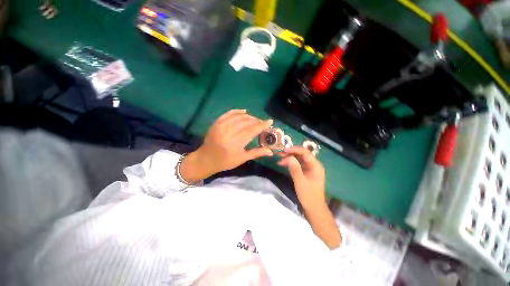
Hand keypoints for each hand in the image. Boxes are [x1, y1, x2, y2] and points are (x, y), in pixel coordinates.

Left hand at [180, 109, 273, 182]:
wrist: (206, 159)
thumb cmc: (225, 161)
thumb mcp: (242, 159)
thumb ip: (256, 153)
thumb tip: (271, 152)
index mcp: (235, 143)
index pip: (251, 131)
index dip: (262, 125)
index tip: (270, 121)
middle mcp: (228, 133)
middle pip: (246, 122)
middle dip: (256, 120)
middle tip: (262, 122)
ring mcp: (221, 126)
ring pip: (238, 117)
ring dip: (249, 116)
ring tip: (255, 119)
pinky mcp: (216, 123)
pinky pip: (228, 113)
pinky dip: (237, 111)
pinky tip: (244, 111)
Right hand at [278, 146, 325, 209]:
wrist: (314, 208)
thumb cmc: (308, 195)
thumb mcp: (300, 181)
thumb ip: (295, 168)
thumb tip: (288, 156)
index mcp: (316, 165)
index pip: (305, 152)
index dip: (294, 149)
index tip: (284, 150)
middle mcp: (314, 165)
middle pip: (302, 154)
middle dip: (291, 153)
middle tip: (280, 154)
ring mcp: (310, 168)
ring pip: (299, 159)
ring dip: (290, 157)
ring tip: (280, 158)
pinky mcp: (306, 172)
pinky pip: (298, 164)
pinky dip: (291, 163)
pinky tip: (284, 164)